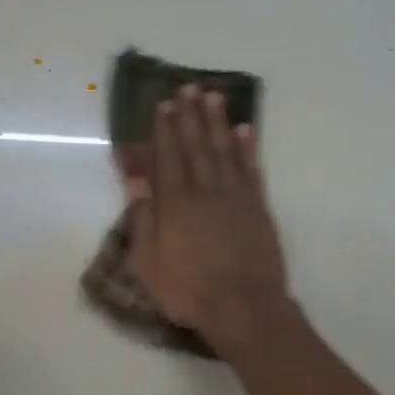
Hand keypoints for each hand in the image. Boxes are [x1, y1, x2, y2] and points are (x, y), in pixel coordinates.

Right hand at [126, 86, 292, 354]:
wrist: (244, 307)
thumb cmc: (188, 290)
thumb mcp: (148, 262)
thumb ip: (143, 217)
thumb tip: (136, 178)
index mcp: (175, 203)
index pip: (168, 157)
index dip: (165, 129)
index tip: (164, 104)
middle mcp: (205, 191)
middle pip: (197, 146)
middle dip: (191, 116)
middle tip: (189, 87)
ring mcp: (236, 197)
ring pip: (225, 150)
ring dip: (218, 122)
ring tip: (214, 96)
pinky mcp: (258, 209)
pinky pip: (252, 170)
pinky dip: (248, 148)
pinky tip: (245, 130)